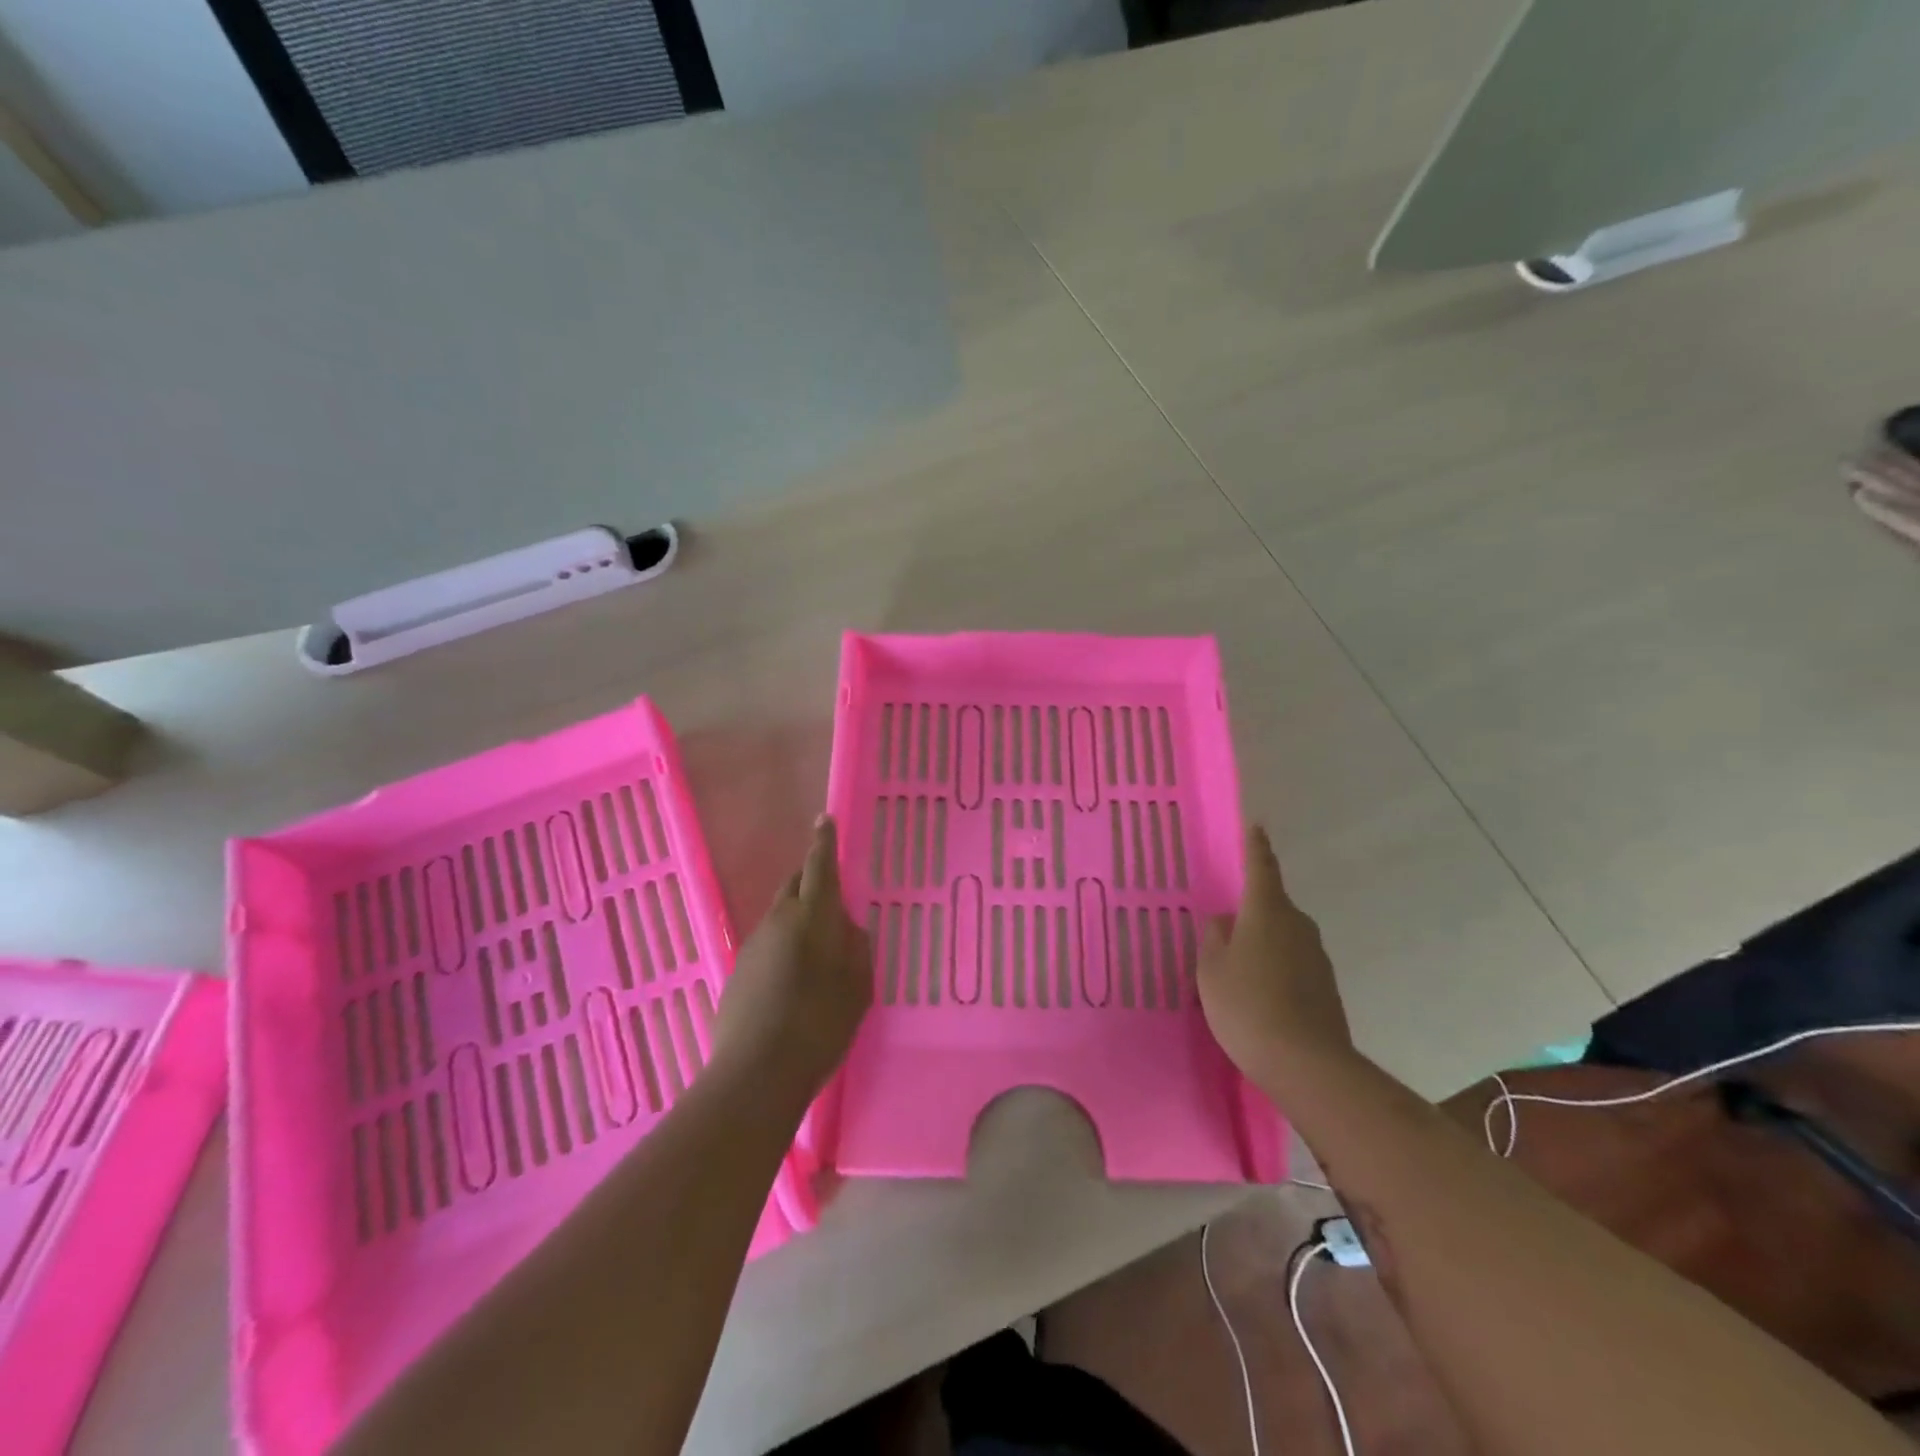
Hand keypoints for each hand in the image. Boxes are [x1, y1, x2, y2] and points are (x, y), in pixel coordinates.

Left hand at [712, 816, 872, 1099]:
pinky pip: (767, 943)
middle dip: (811, 880)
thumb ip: (856, 948)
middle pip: (794, 885)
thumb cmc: (820, 1025)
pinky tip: (794, 978)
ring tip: (818, 947)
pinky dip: (783, 945)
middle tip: (831, 894)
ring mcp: (753, 944)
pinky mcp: (738, 969)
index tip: (824, 820)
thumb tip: (847, 927)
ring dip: (797, 917)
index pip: (819, 866)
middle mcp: (778, 920)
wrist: (757, 1073)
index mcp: (812, 917)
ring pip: (779, 915)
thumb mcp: (857, 987)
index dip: (824, 842)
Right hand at [1197, 825, 1354, 1083]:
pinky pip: (1293, 964)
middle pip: (1272, 906)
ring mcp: (1317, 956)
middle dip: (1251, 911)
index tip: (1256, 825)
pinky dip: (1276, 970)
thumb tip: (1225, 920)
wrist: (1306, 1064)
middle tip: (1225, 930)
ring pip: (1283, 937)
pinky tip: (1260, 996)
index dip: (1256, 846)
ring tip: (1238, 972)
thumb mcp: (1211, 970)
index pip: (1262, 868)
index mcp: (1267, 912)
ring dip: (1263, 944)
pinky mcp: (1326, 986)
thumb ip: (1215, 938)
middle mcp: (1298, 925)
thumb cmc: (1246, 1006)